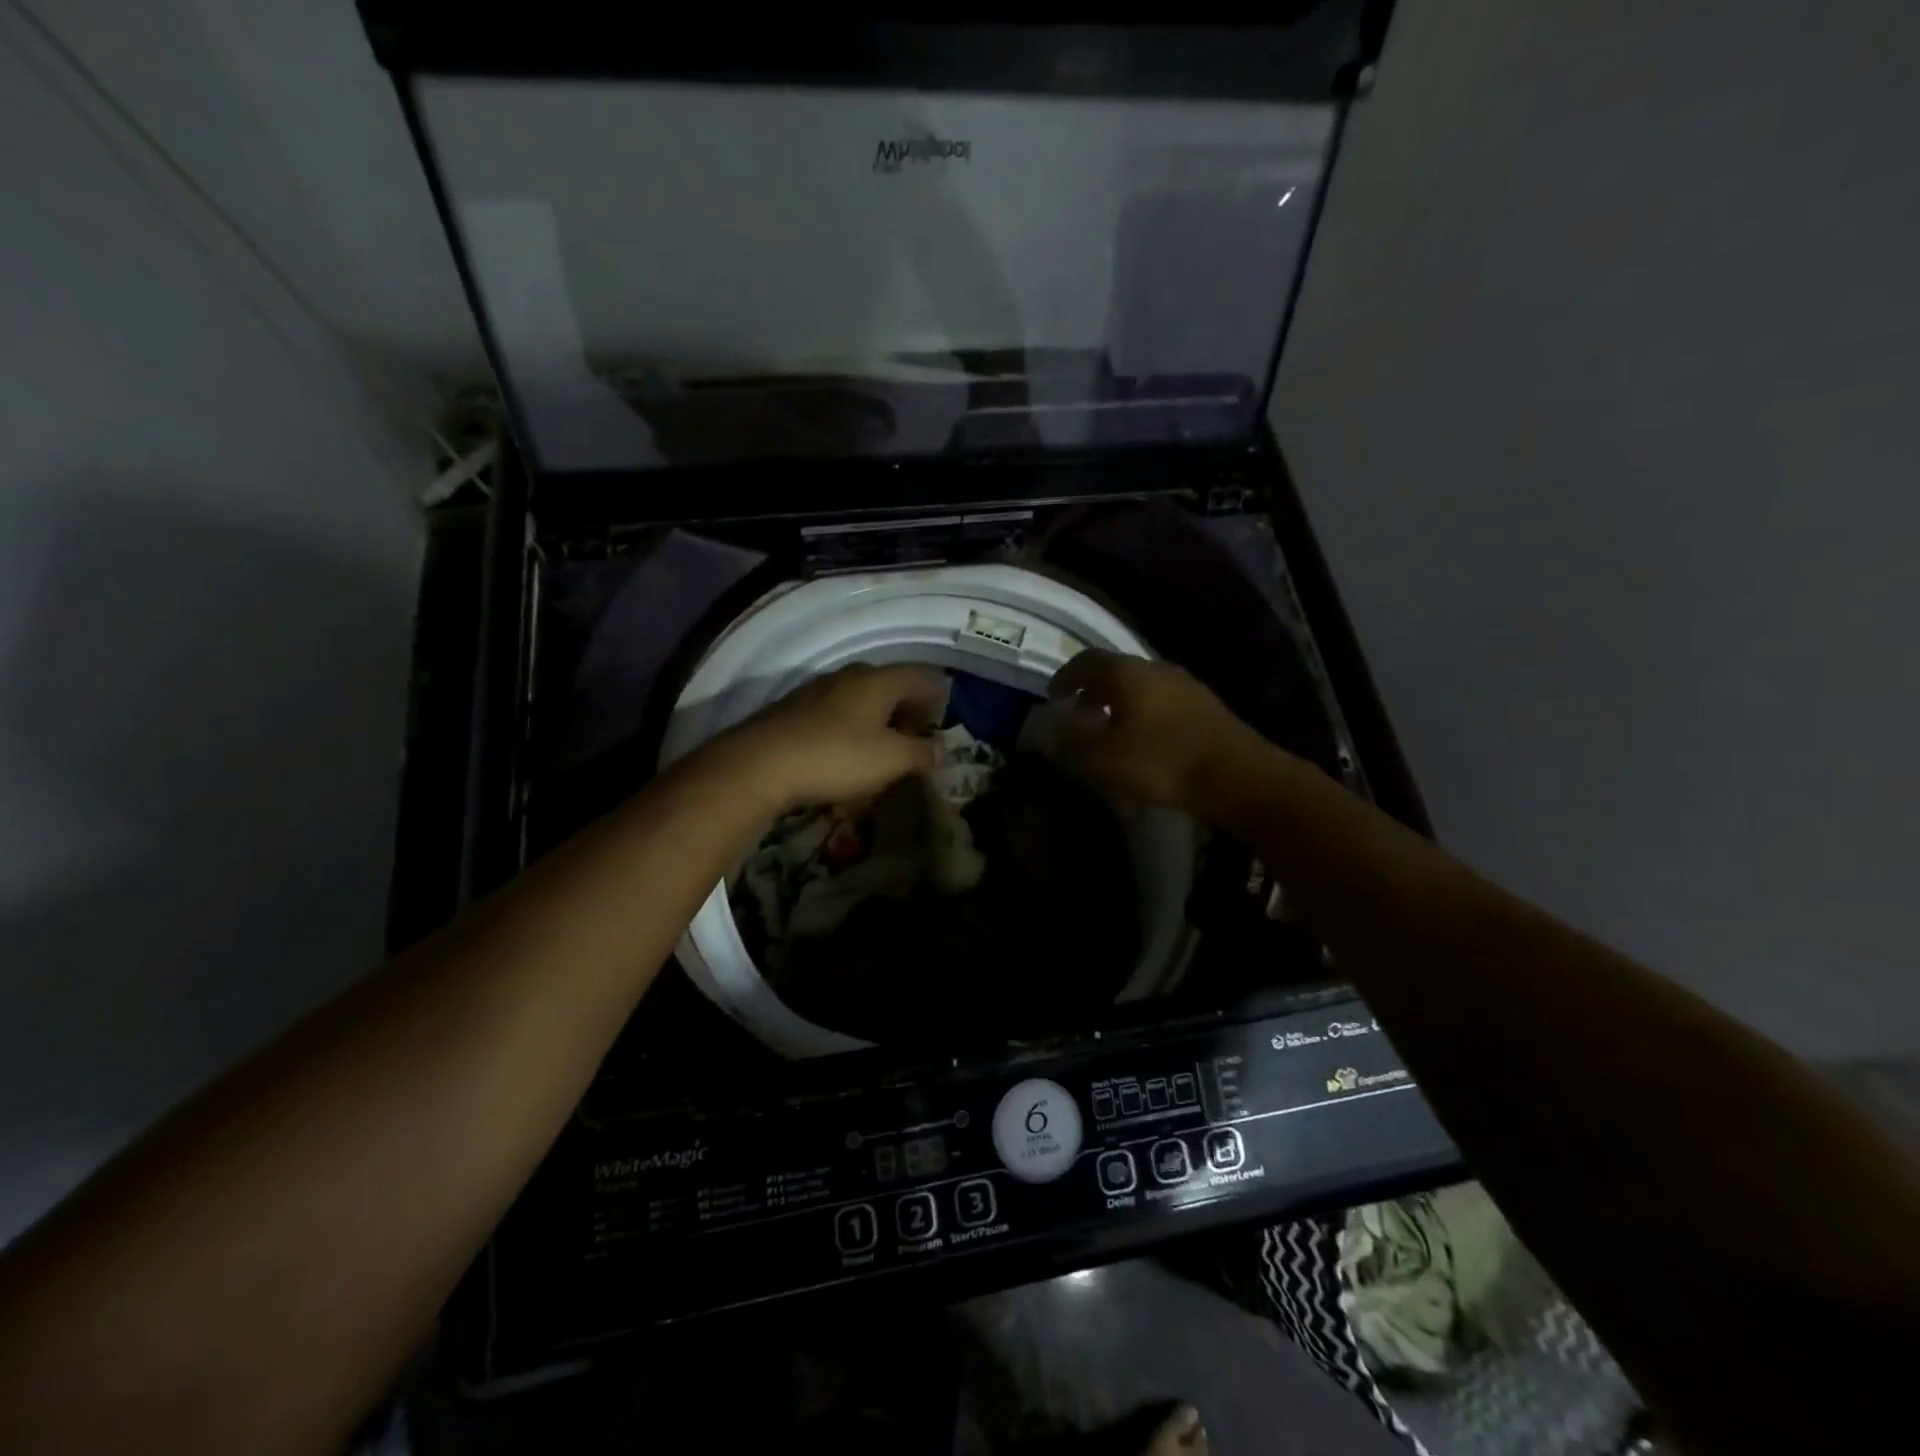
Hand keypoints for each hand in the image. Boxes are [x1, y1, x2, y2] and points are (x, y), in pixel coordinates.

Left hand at [722, 663, 946, 810]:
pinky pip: (836, 710)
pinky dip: (852, 724)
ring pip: (861, 696)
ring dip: (878, 716)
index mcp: (879, 680)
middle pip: (890, 683)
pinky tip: (846, 749)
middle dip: (908, 707)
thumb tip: (940, 750)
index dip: (938, 697)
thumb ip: (921, 753)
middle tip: (916, 735)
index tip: (941, 723)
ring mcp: (818, 689)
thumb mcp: (891, 760)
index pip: (921, 676)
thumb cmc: (837, 757)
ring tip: (883, 745)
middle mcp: (850, 675)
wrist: (760, 764)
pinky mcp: (794, 708)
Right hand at [1036, 651, 1268, 813]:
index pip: (1086, 661)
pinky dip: (1142, 712)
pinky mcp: (1205, 706)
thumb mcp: (1103, 759)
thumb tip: (1047, 730)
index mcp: (1127, 673)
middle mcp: (1155, 668)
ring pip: (1140, 686)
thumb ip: (1070, 742)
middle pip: (1115, 671)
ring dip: (1118, 702)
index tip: (1054, 697)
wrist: (1238, 775)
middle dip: (1092, 691)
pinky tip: (1143, 740)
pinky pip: (1161, 700)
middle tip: (1079, 715)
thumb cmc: (1161, 761)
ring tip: (1109, 730)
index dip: (1065, 677)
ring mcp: (1185, 684)